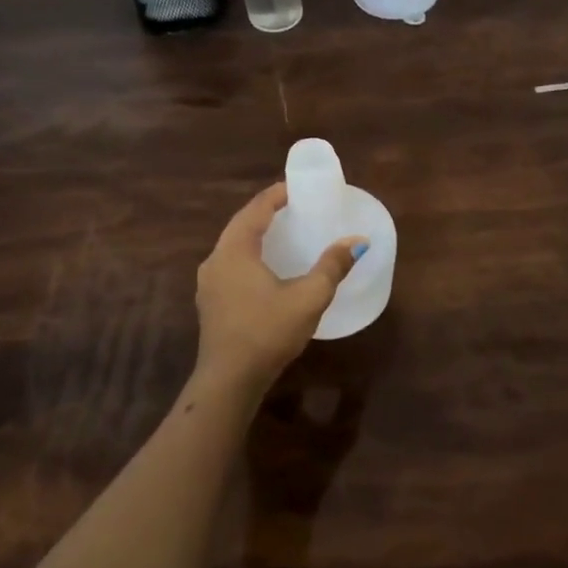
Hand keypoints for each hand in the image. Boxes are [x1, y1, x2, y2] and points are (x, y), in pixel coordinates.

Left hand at [194, 183, 364, 393]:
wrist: (229, 381)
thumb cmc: (268, 332)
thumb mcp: (308, 297)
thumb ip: (333, 266)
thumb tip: (358, 241)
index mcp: (235, 250)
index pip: (256, 209)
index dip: (277, 194)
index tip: (298, 187)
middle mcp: (216, 260)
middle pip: (242, 224)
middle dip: (267, 212)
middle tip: (295, 206)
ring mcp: (209, 283)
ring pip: (234, 246)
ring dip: (257, 234)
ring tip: (283, 232)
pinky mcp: (211, 303)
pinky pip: (231, 265)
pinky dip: (250, 255)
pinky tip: (267, 267)